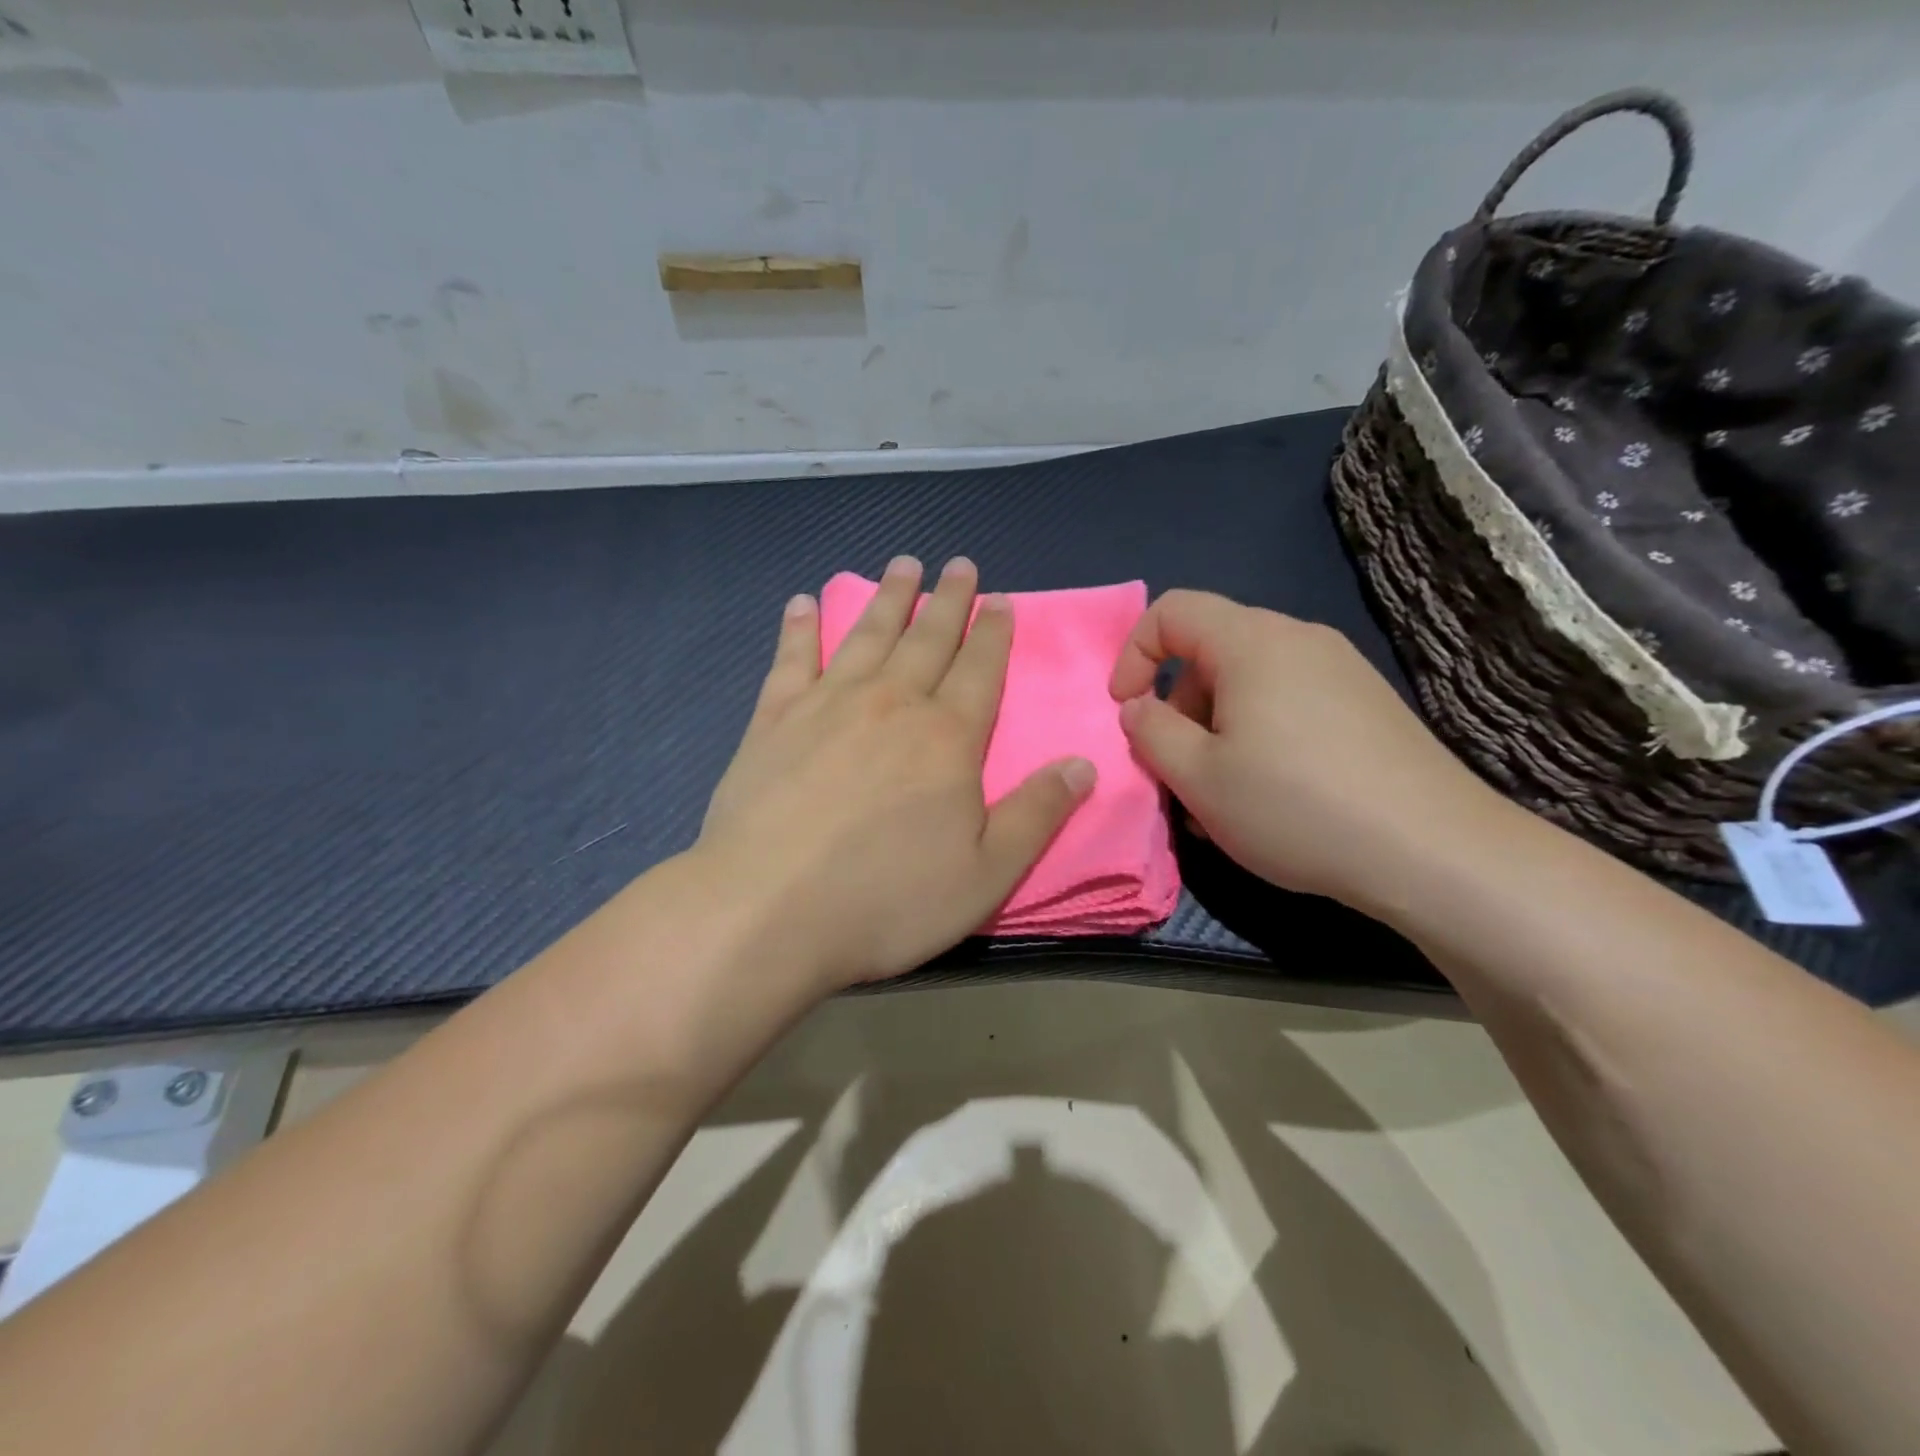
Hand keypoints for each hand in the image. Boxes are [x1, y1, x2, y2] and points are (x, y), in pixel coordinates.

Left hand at [696, 555, 1095, 989]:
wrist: (766, 911)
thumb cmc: (885, 900)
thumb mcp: (985, 874)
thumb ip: (1037, 814)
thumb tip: (1083, 763)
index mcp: (947, 738)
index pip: (980, 669)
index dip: (993, 633)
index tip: (1000, 599)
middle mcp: (891, 704)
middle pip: (927, 639)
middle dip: (948, 600)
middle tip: (959, 563)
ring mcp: (827, 705)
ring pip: (866, 635)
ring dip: (888, 597)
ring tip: (903, 564)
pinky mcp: (772, 720)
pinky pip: (791, 659)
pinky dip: (800, 627)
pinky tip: (804, 602)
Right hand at [1108, 590, 1504, 911]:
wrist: (1434, 852)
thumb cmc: (1295, 806)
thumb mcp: (1198, 776)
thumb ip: (1150, 732)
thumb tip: (1139, 708)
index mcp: (1252, 642)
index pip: (1171, 611)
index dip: (1133, 655)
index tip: (1128, 711)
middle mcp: (1299, 640)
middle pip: (1210, 651)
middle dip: (1177, 706)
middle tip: (1176, 769)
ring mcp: (1341, 671)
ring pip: (1249, 684)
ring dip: (1215, 730)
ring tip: (1219, 797)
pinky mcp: (1367, 706)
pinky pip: (1289, 704)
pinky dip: (1258, 737)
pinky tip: (1269, 796)